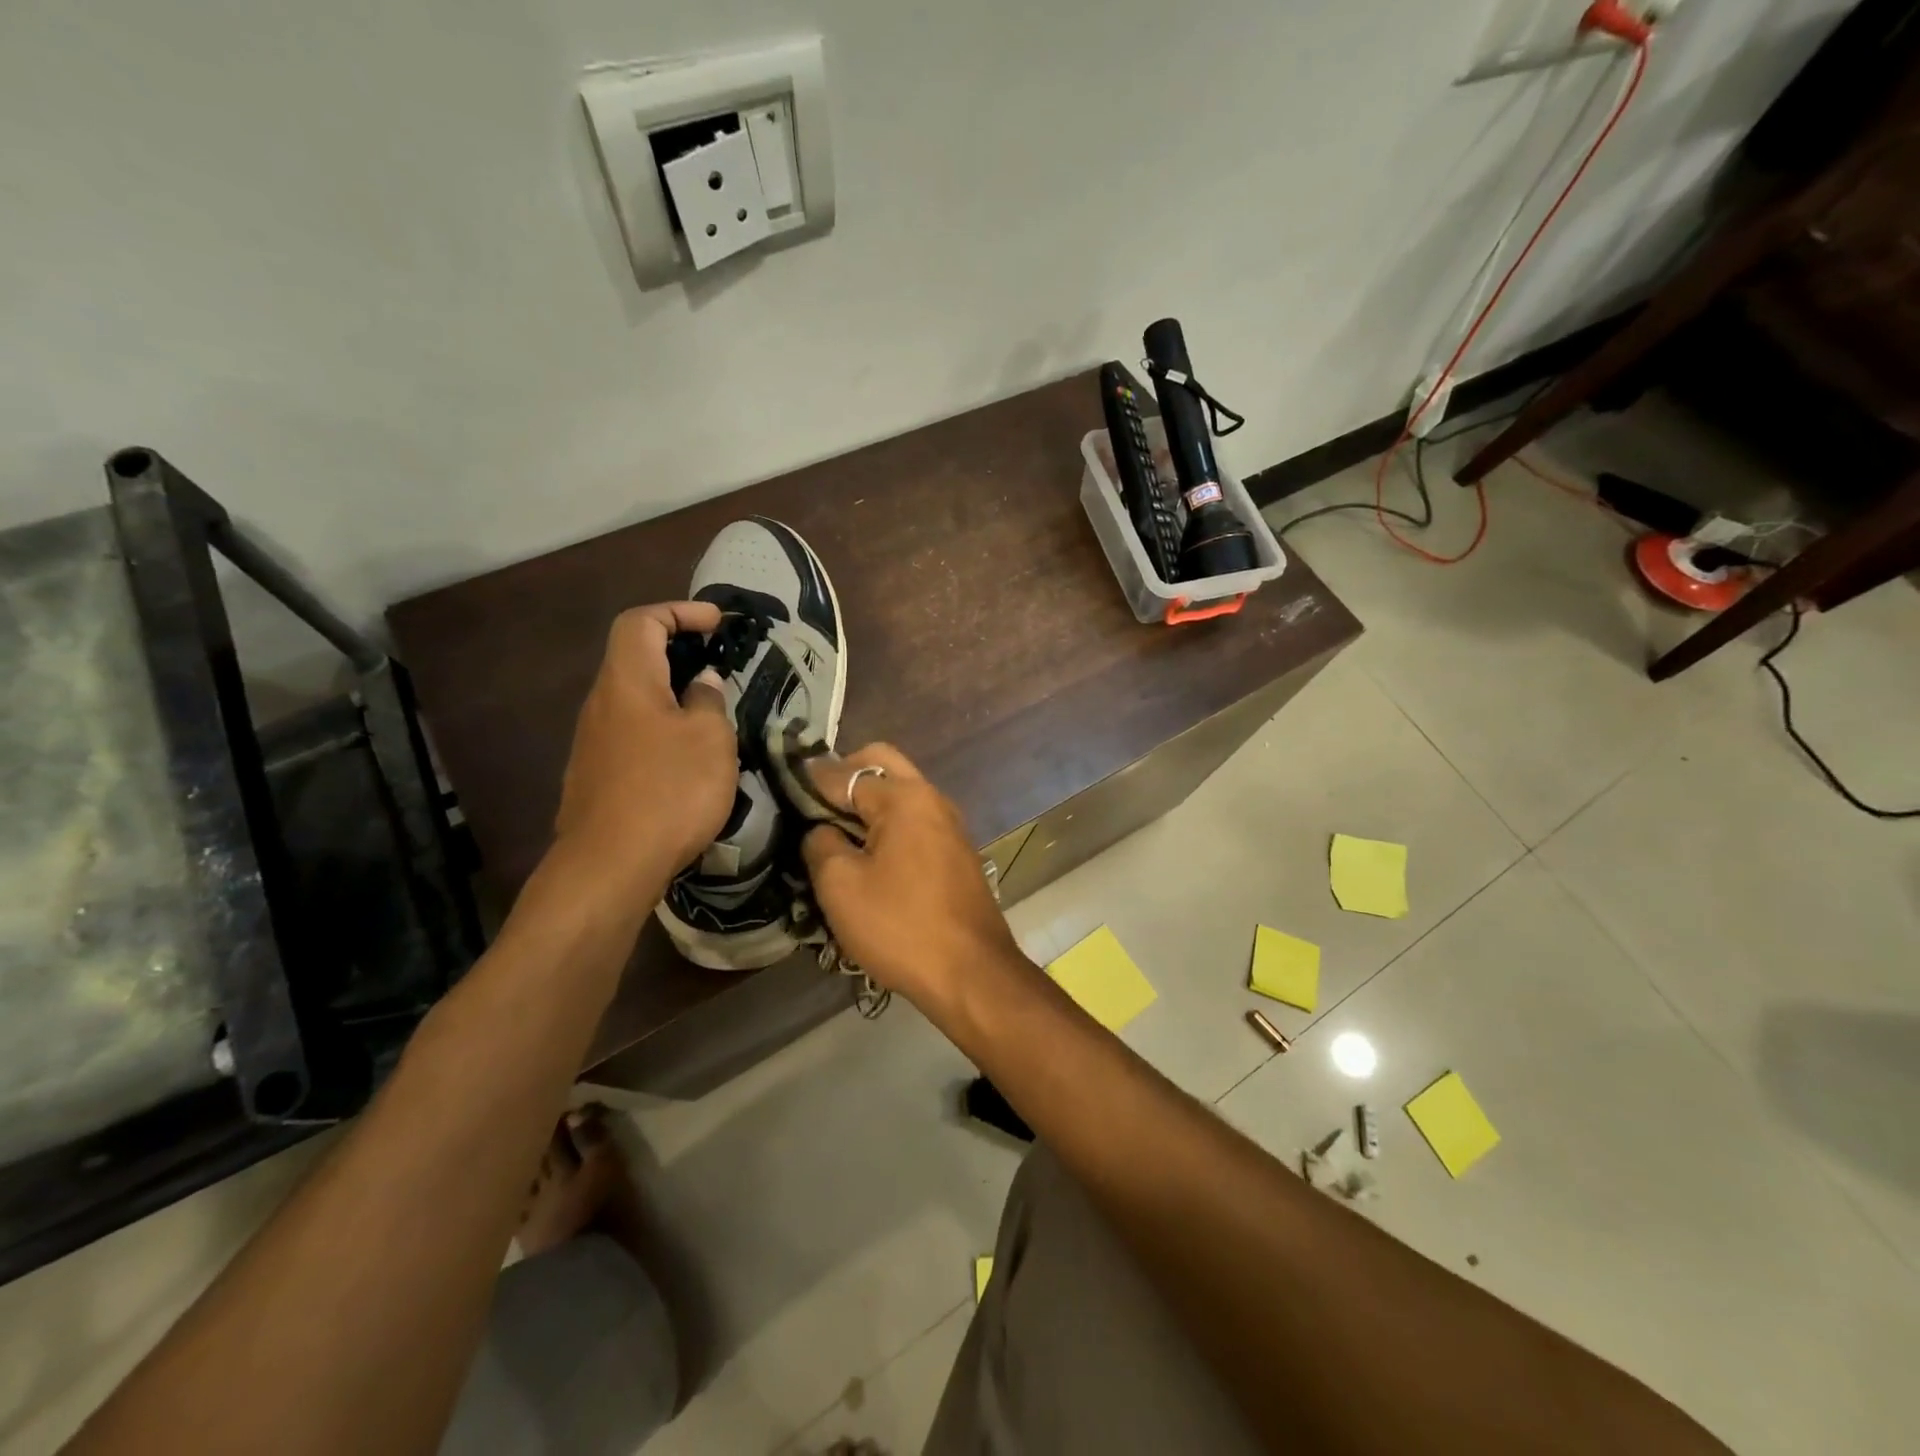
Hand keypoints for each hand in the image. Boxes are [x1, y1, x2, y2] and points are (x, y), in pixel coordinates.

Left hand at [554, 602, 737, 890]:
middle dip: (678, 652)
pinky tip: (688, 758)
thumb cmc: (669, 790)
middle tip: (719, 666)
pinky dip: (662, 728)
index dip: (679, 612)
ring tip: (712, 714)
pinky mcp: (597, 776)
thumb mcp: (710, 738)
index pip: (641, 622)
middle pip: (634, 658)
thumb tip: (701, 684)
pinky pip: (632, 733)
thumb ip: (708, 701)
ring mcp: (593, 742)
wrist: (611, 864)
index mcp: (627, 681)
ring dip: (672, 695)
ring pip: (635, 699)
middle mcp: (602, 703)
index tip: (717, 624)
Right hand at [802, 744, 1025, 1014]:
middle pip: (882, 765)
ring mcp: (950, 824)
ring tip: (834, 832)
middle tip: (812, 806)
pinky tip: (868, 854)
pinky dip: (889, 824)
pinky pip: (915, 820)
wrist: (971, 972)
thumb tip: (820, 829)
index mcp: (904, 797)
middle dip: (844, 777)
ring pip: (901, 793)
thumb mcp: (841, 885)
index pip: (846, 772)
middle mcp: (932, 798)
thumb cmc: (900, 926)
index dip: (810, 780)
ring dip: (868, 802)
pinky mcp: (956, 852)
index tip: (783, 790)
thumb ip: (821, 843)